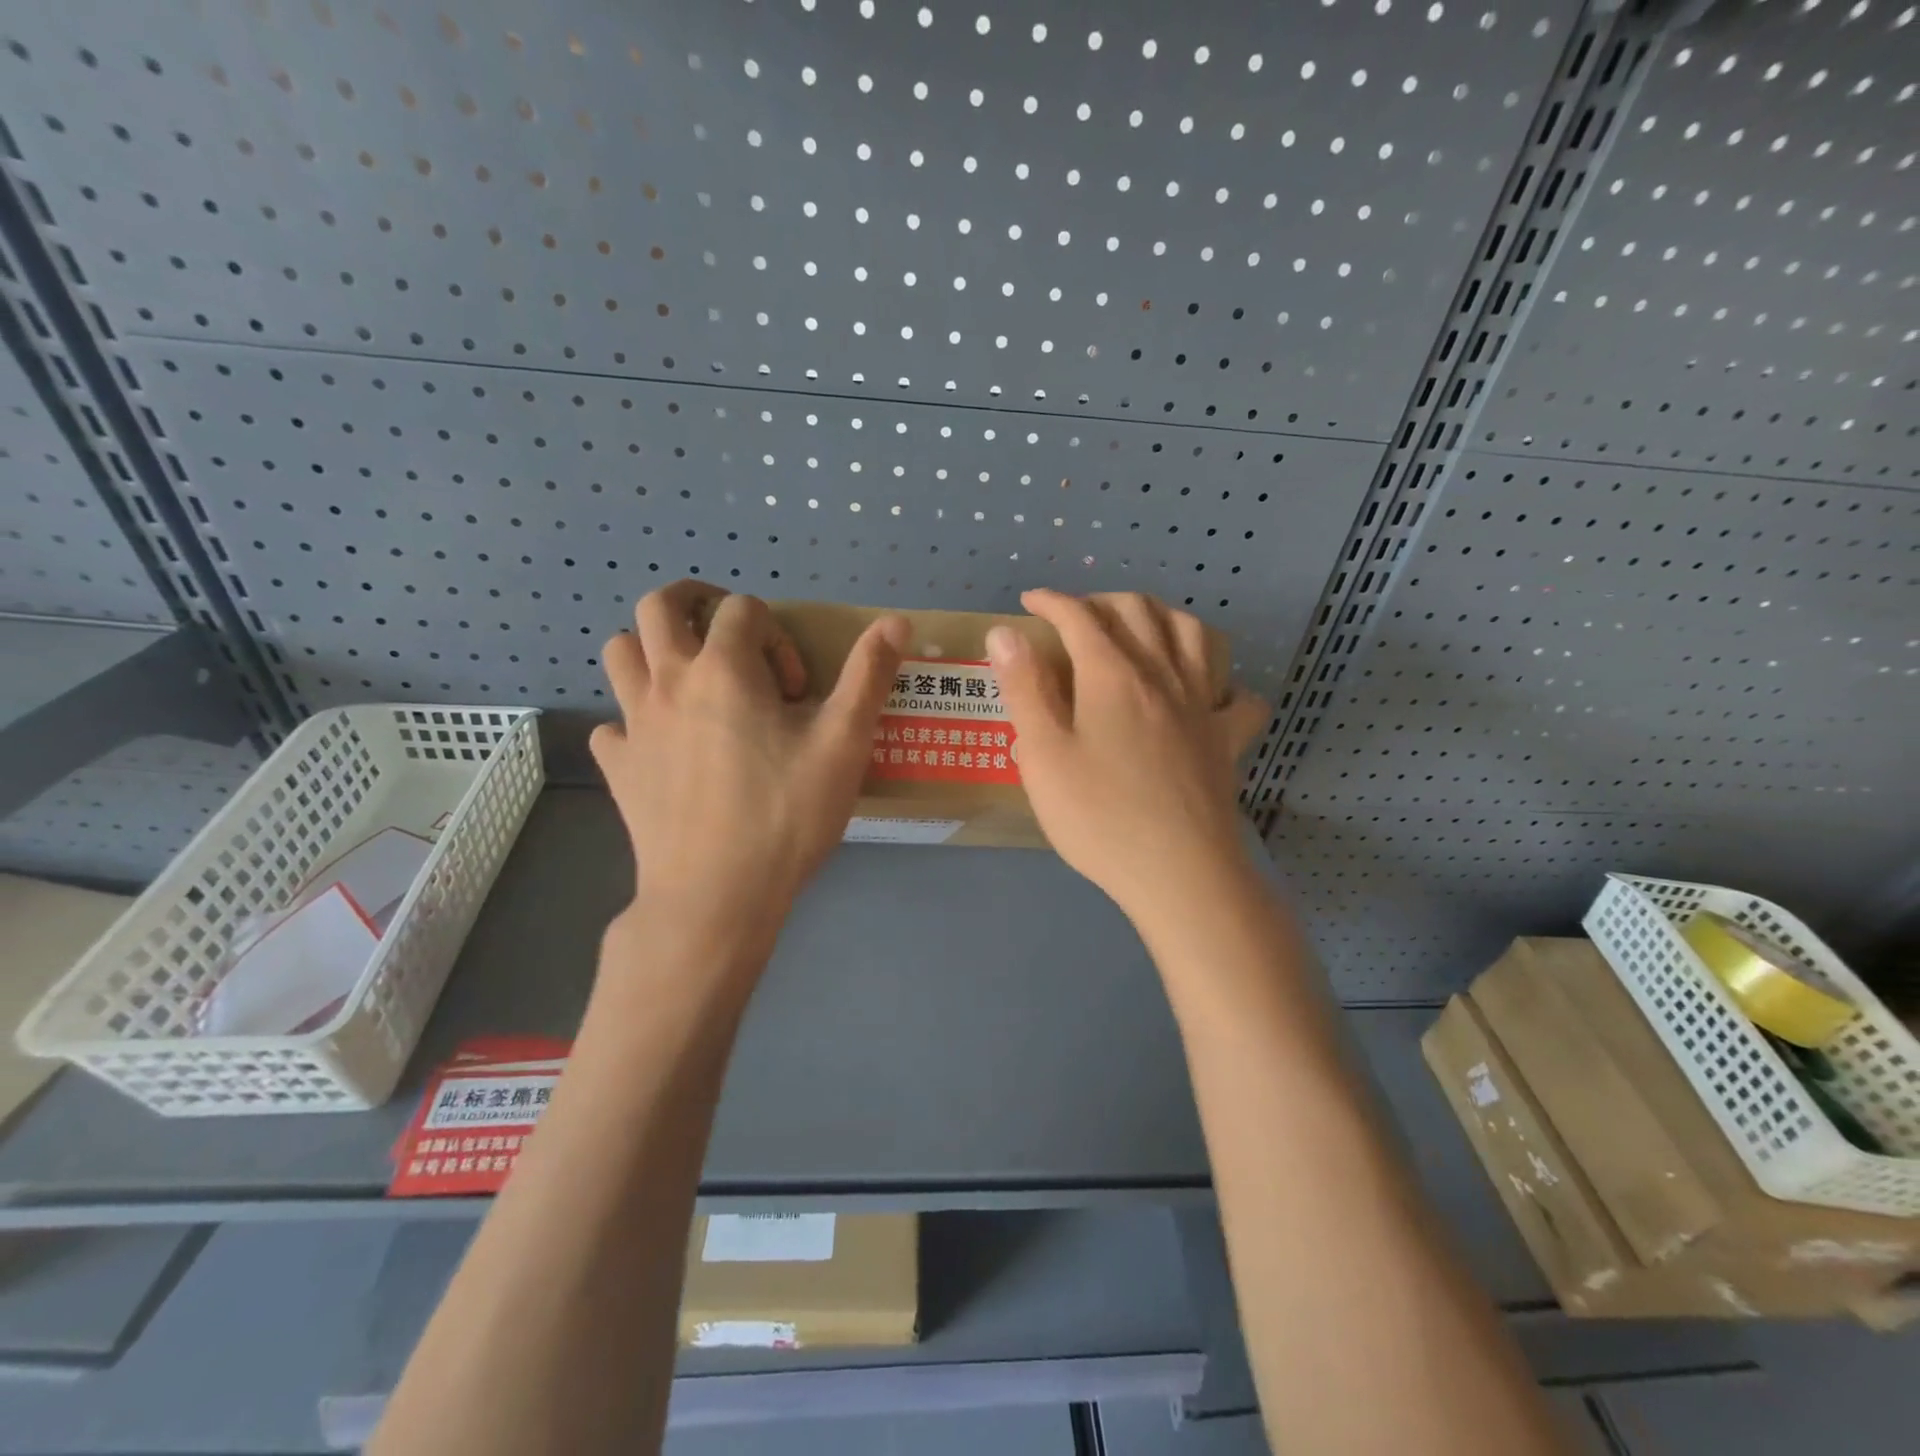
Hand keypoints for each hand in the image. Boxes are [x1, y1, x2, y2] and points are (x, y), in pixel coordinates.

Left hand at [591, 580, 908, 925]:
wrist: (717, 896)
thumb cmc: (786, 814)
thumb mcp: (844, 743)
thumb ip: (868, 675)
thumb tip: (897, 620)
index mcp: (723, 668)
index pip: (742, 609)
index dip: (776, 636)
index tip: (796, 690)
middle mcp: (669, 682)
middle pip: (659, 606)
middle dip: (696, 602)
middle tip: (730, 636)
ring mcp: (634, 724)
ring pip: (620, 653)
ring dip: (653, 650)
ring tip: (693, 682)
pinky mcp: (618, 768)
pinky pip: (611, 725)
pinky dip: (634, 721)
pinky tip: (665, 748)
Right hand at [986, 590, 1267, 928]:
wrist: (1180, 874)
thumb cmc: (1100, 817)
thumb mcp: (1044, 755)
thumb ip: (1023, 689)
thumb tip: (1006, 632)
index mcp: (1112, 675)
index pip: (1080, 617)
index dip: (1052, 602)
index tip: (1030, 602)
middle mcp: (1163, 675)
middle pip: (1140, 611)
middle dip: (1103, 600)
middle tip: (1077, 617)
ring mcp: (1203, 706)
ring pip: (1194, 634)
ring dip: (1164, 618)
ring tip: (1142, 631)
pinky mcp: (1228, 740)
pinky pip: (1238, 695)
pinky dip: (1222, 682)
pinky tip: (1206, 693)